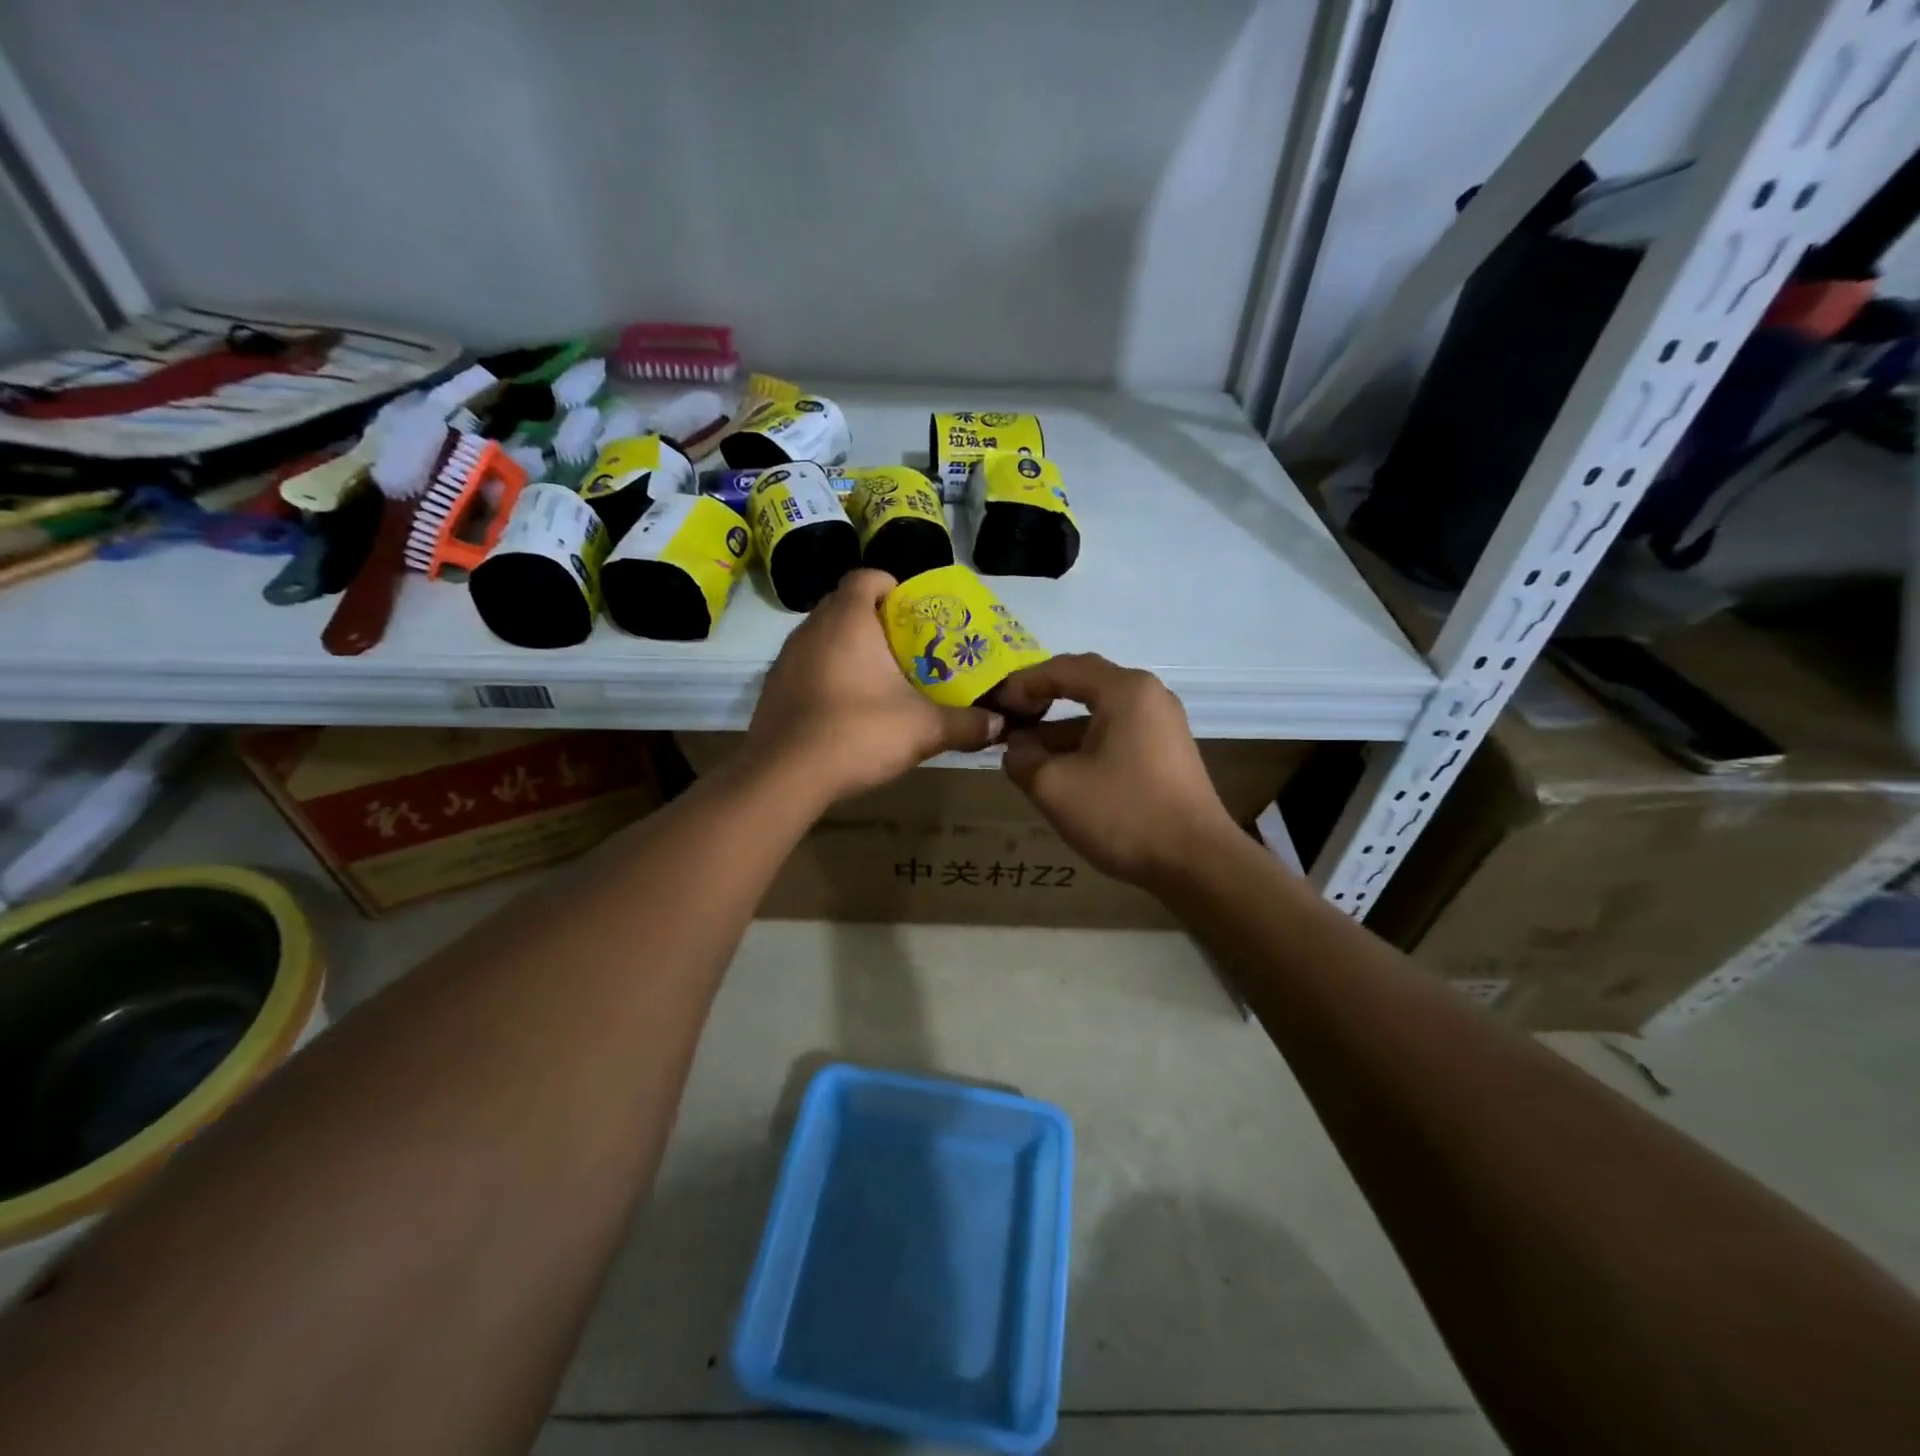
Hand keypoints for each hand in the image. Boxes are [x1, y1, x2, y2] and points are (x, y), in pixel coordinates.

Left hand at [747, 569, 1003, 804]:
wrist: (784, 777)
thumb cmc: (858, 734)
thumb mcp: (924, 730)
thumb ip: (966, 724)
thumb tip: (999, 725)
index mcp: (848, 620)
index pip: (867, 577)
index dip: (893, 588)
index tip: (914, 614)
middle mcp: (811, 628)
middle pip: (845, 604)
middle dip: (875, 620)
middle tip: (905, 649)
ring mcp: (785, 658)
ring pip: (823, 636)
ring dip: (848, 648)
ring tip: (879, 679)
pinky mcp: (772, 688)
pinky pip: (806, 666)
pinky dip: (826, 674)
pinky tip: (845, 708)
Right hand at [996, 653, 1237, 887]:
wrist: (1197, 863)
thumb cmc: (1123, 813)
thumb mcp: (1055, 787)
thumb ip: (1022, 758)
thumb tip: (1015, 747)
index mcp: (1125, 690)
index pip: (1062, 668)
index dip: (1022, 684)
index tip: (994, 706)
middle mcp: (1148, 696)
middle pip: (1084, 685)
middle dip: (1040, 702)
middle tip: (1006, 721)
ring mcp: (1162, 725)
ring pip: (1099, 714)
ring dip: (1059, 729)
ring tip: (1023, 754)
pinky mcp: (1166, 754)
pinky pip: (1116, 735)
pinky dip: (1084, 745)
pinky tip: (1059, 771)